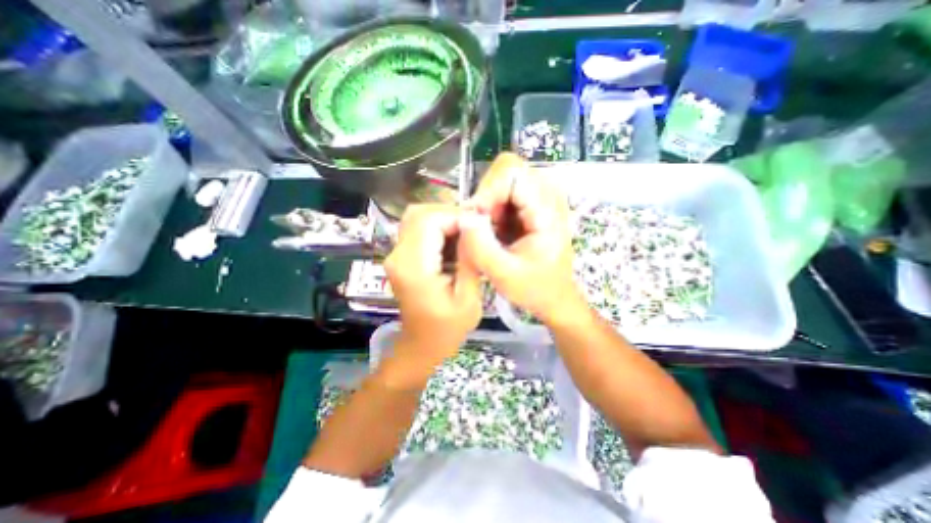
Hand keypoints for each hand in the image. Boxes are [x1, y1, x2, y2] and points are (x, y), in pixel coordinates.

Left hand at [384, 201, 482, 368]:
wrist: (422, 345)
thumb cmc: (447, 328)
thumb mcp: (468, 298)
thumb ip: (470, 259)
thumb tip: (475, 224)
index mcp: (413, 266)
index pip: (429, 219)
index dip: (457, 216)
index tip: (480, 226)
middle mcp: (398, 255)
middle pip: (420, 213)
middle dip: (450, 214)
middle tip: (474, 229)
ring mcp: (396, 254)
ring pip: (417, 217)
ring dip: (444, 220)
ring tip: (467, 235)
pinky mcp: (401, 256)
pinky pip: (418, 229)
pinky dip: (438, 228)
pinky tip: (455, 242)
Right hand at [458, 151, 578, 321]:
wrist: (553, 295)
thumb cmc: (535, 288)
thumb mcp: (504, 275)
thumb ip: (481, 247)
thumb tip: (463, 217)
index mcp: (548, 209)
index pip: (512, 172)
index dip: (487, 191)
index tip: (476, 219)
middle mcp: (549, 193)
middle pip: (507, 169)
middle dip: (487, 196)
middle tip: (483, 227)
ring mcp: (542, 195)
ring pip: (503, 179)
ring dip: (489, 204)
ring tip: (492, 233)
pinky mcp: (534, 202)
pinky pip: (505, 191)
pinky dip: (493, 209)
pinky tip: (498, 232)